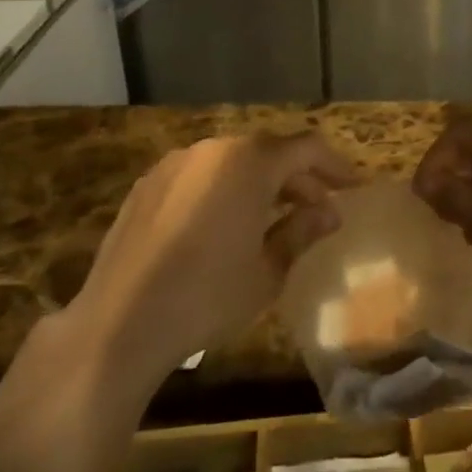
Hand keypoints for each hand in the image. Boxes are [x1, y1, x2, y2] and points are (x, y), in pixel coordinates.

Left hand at [75, 132, 354, 381]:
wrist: (119, 323)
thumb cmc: (207, 296)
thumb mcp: (268, 271)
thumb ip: (301, 231)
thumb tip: (328, 213)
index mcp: (249, 163)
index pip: (306, 148)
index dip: (335, 166)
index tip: (352, 188)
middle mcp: (213, 149)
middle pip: (268, 151)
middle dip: (298, 178)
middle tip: (318, 210)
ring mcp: (175, 164)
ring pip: (232, 162)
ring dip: (260, 182)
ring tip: (273, 219)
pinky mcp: (148, 184)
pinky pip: (200, 175)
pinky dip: (224, 189)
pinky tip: (224, 226)